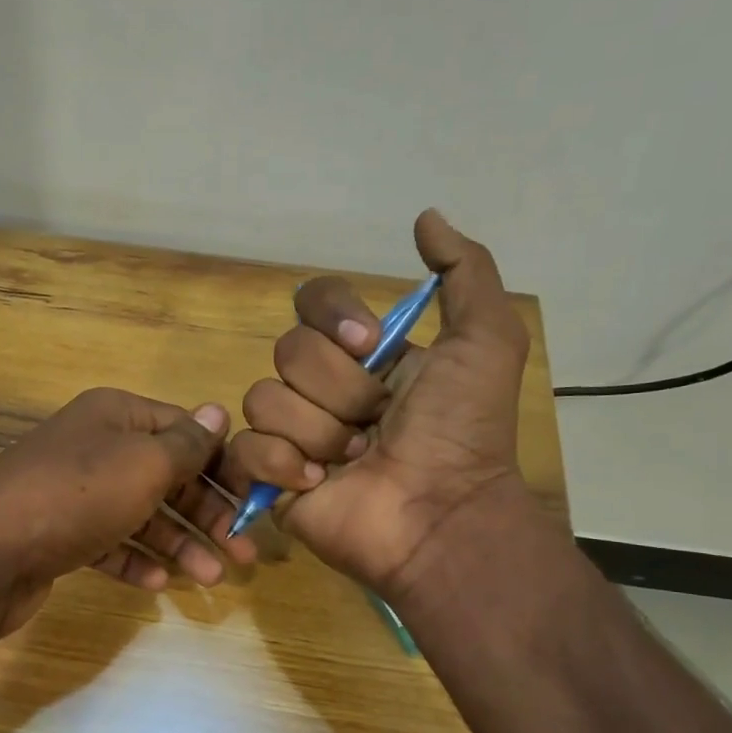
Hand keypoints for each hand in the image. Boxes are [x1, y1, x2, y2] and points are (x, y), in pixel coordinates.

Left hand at [0, 387, 254, 636]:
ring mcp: (75, 492)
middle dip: (206, 514)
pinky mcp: (60, 534)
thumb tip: (218, 411)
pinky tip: (158, 582)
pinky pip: (109, 543)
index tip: (253, 500)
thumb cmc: (78, 496)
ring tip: (211, 577)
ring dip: (178, 543)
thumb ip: (186, 443)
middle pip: (166, 476)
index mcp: (116, 415)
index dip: (221, 464)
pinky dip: (135, 559)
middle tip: (244, 552)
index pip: (184, 430)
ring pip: (141, 514)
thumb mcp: (144, 463)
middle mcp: (96, 447)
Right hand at [223, 210, 532, 594]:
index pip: (312, 301)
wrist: (441, 515)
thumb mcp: (486, 342)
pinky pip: (245, 448)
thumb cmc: (462, 431)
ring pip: (265, 398)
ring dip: (319, 432)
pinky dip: (283, 465)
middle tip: (376, 423)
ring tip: (355, 462)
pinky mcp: (268, 477)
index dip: (333, 316)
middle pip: (289, 351)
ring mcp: (292, 432)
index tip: (369, 344)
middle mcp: (322, 387)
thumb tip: (425, 217)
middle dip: (341, 389)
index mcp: (362, 354)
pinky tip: (318, 485)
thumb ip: (466, 272)